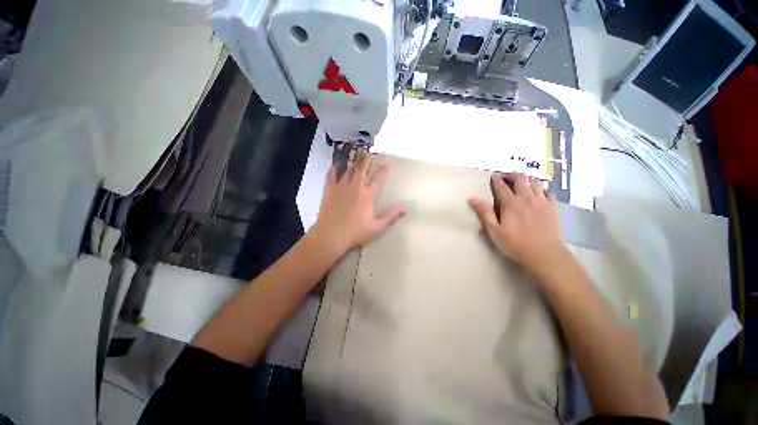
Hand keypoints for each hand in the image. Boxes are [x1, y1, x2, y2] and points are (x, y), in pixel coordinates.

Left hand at [312, 152, 405, 254]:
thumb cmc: (356, 233)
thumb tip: (405, 208)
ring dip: (353, 161)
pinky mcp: (330, 190)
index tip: (387, 165)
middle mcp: (355, 187)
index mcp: (368, 195)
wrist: (331, 235)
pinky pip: (331, 175)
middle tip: (369, 153)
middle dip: (367, 160)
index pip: (378, 180)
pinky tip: (335, 164)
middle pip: (362, 169)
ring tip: (355, 154)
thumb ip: (391, 216)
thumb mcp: (377, 227)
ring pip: (348, 169)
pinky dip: (334, 169)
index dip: (383, 172)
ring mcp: (341, 187)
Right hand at [468, 173, 569, 276]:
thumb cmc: (515, 244)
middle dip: (512, 175)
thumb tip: (472, 199)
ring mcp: (542, 201)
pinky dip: (543, 188)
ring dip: (527, 179)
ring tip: (522, 182)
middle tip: (506, 177)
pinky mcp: (553, 208)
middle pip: (521, 179)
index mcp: (511, 203)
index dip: (496, 179)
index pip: (502, 186)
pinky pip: (549, 191)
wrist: (545, 254)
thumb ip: (484, 213)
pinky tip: (539, 192)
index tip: (493, 176)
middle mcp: (527, 198)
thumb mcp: (494, 230)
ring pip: (536, 182)